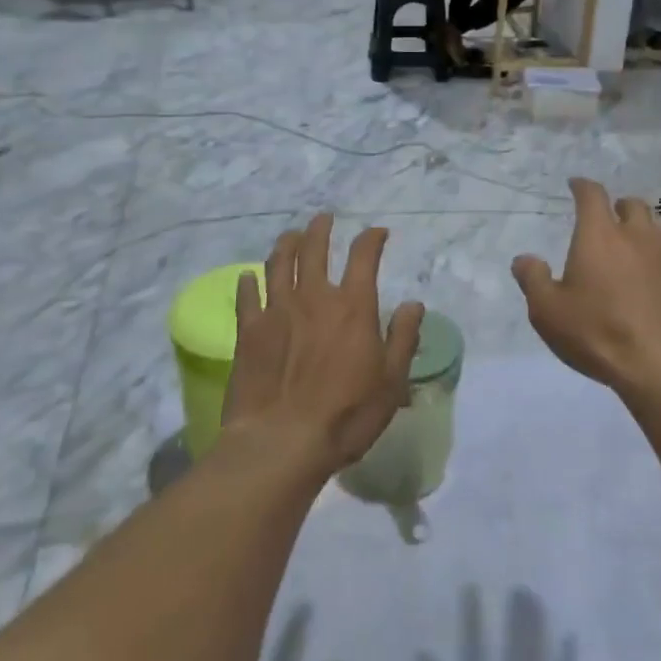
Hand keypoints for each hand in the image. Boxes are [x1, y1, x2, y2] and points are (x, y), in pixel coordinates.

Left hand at [222, 215, 425, 476]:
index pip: (364, 256)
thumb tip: (413, 304)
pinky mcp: (249, 332)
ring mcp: (277, 311)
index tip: (377, 233)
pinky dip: (249, 282)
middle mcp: (314, 298)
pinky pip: (247, 296)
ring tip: (290, 235)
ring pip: (279, 264)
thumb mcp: (391, 381)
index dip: (371, 239)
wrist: (282, 443)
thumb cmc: (346, 415)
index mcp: (353, 306)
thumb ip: (403, 338)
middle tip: (324, 218)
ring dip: (286, 244)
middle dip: (321, 229)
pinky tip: (248, 276)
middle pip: (314, 249)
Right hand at [418, 588, 574, 660]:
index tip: (473, 586)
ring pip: (537, 658)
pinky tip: (571, 638)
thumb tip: (425, 654)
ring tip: (536, 599)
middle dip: (517, 614)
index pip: (472, 648)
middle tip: (520, 586)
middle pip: (513, 646)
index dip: (472, 616)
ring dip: (537, 627)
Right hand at [512, 180, 660, 399]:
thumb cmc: (597, 332)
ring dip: (642, 233)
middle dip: (618, 206)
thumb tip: (524, 259)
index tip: (575, 184)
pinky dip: (658, 266)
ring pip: (657, 231)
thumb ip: (533, 280)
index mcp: (600, 236)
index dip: (582, 186)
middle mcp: (637, 238)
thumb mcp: (547, 311)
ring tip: (630, 249)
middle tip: (607, 218)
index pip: (592, 195)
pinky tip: (651, 286)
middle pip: (633, 206)